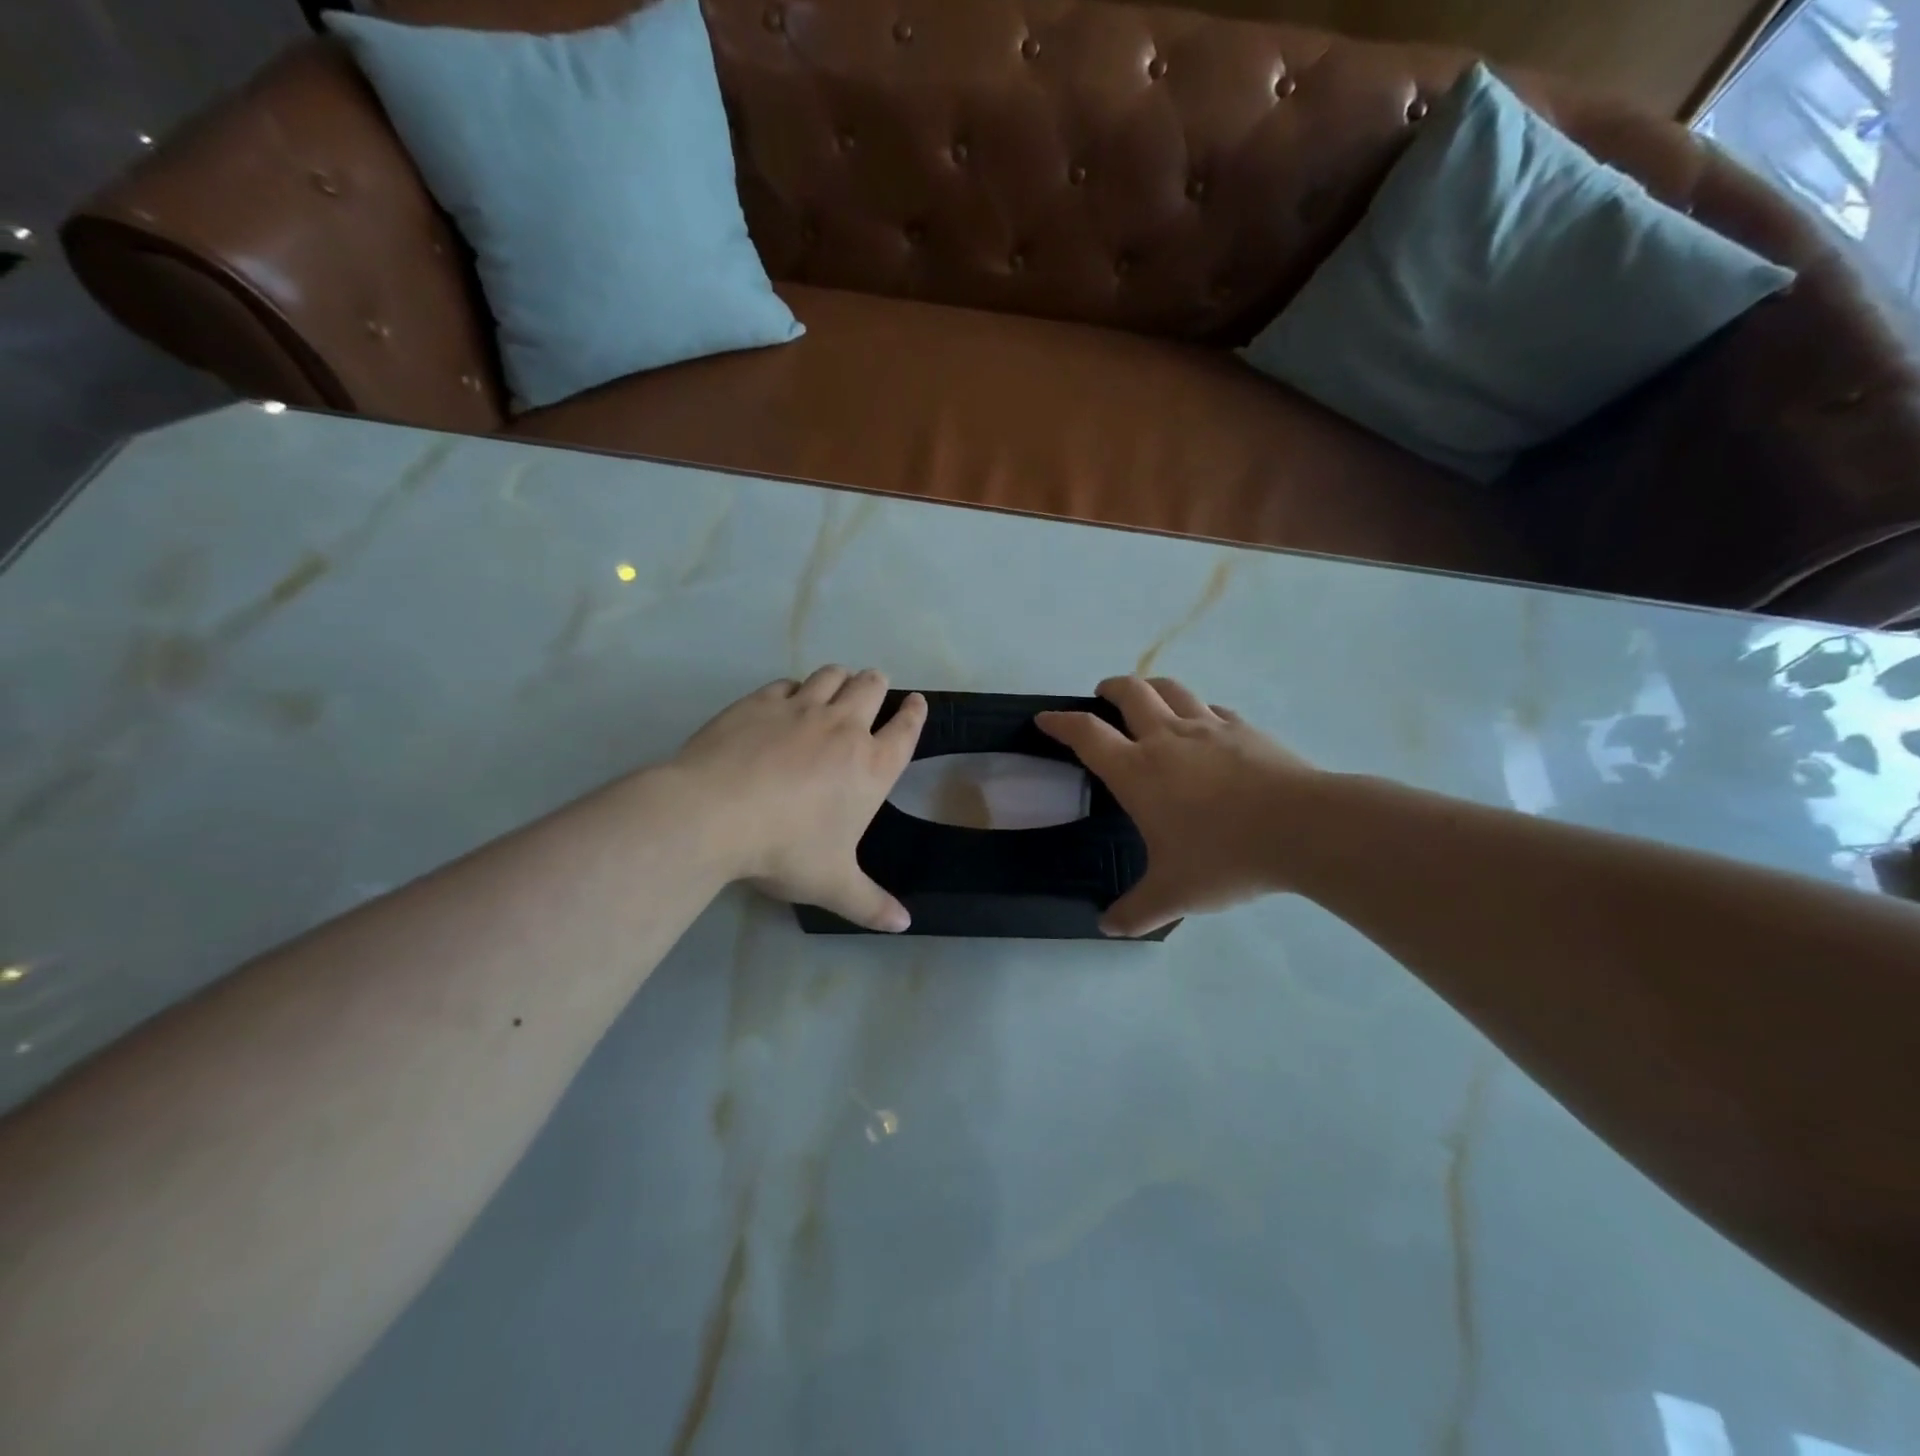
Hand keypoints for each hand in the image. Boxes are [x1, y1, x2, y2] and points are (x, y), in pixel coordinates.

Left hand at [671, 666, 926, 930]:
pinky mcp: (761, 701)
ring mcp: (801, 709)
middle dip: (878, 685)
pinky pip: (788, 683)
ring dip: (840, 678)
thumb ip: (870, 904)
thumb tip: (904, 925)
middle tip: (874, 689)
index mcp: (871, 766)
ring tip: (837, 685)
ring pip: (832, 676)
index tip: (916, 702)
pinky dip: (795, 688)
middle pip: (872, 687)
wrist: (714, 814)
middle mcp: (844, 728)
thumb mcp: (832, 885)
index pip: (906, 730)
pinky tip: (787, 700)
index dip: (915, 713)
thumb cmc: (785, 849)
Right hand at [1038, 676, 1320, 936]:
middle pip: (1129, 693)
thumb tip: (1106, 928)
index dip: (1061, 723)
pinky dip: (1198, 710)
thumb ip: (1136, 911)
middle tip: (1101, 696)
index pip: (1087, 734)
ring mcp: (1209, 728)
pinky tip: (1204, 725)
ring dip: (1151, 687)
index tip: (1045, 719)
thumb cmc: (1225, 857)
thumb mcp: (1173, 894)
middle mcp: (1167, 739)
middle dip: (1109, 689)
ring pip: (1171, 689)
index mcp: (1138, 771)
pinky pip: (1212, 709)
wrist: (1304, 829)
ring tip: (1147, 698)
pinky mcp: (1245, 729)